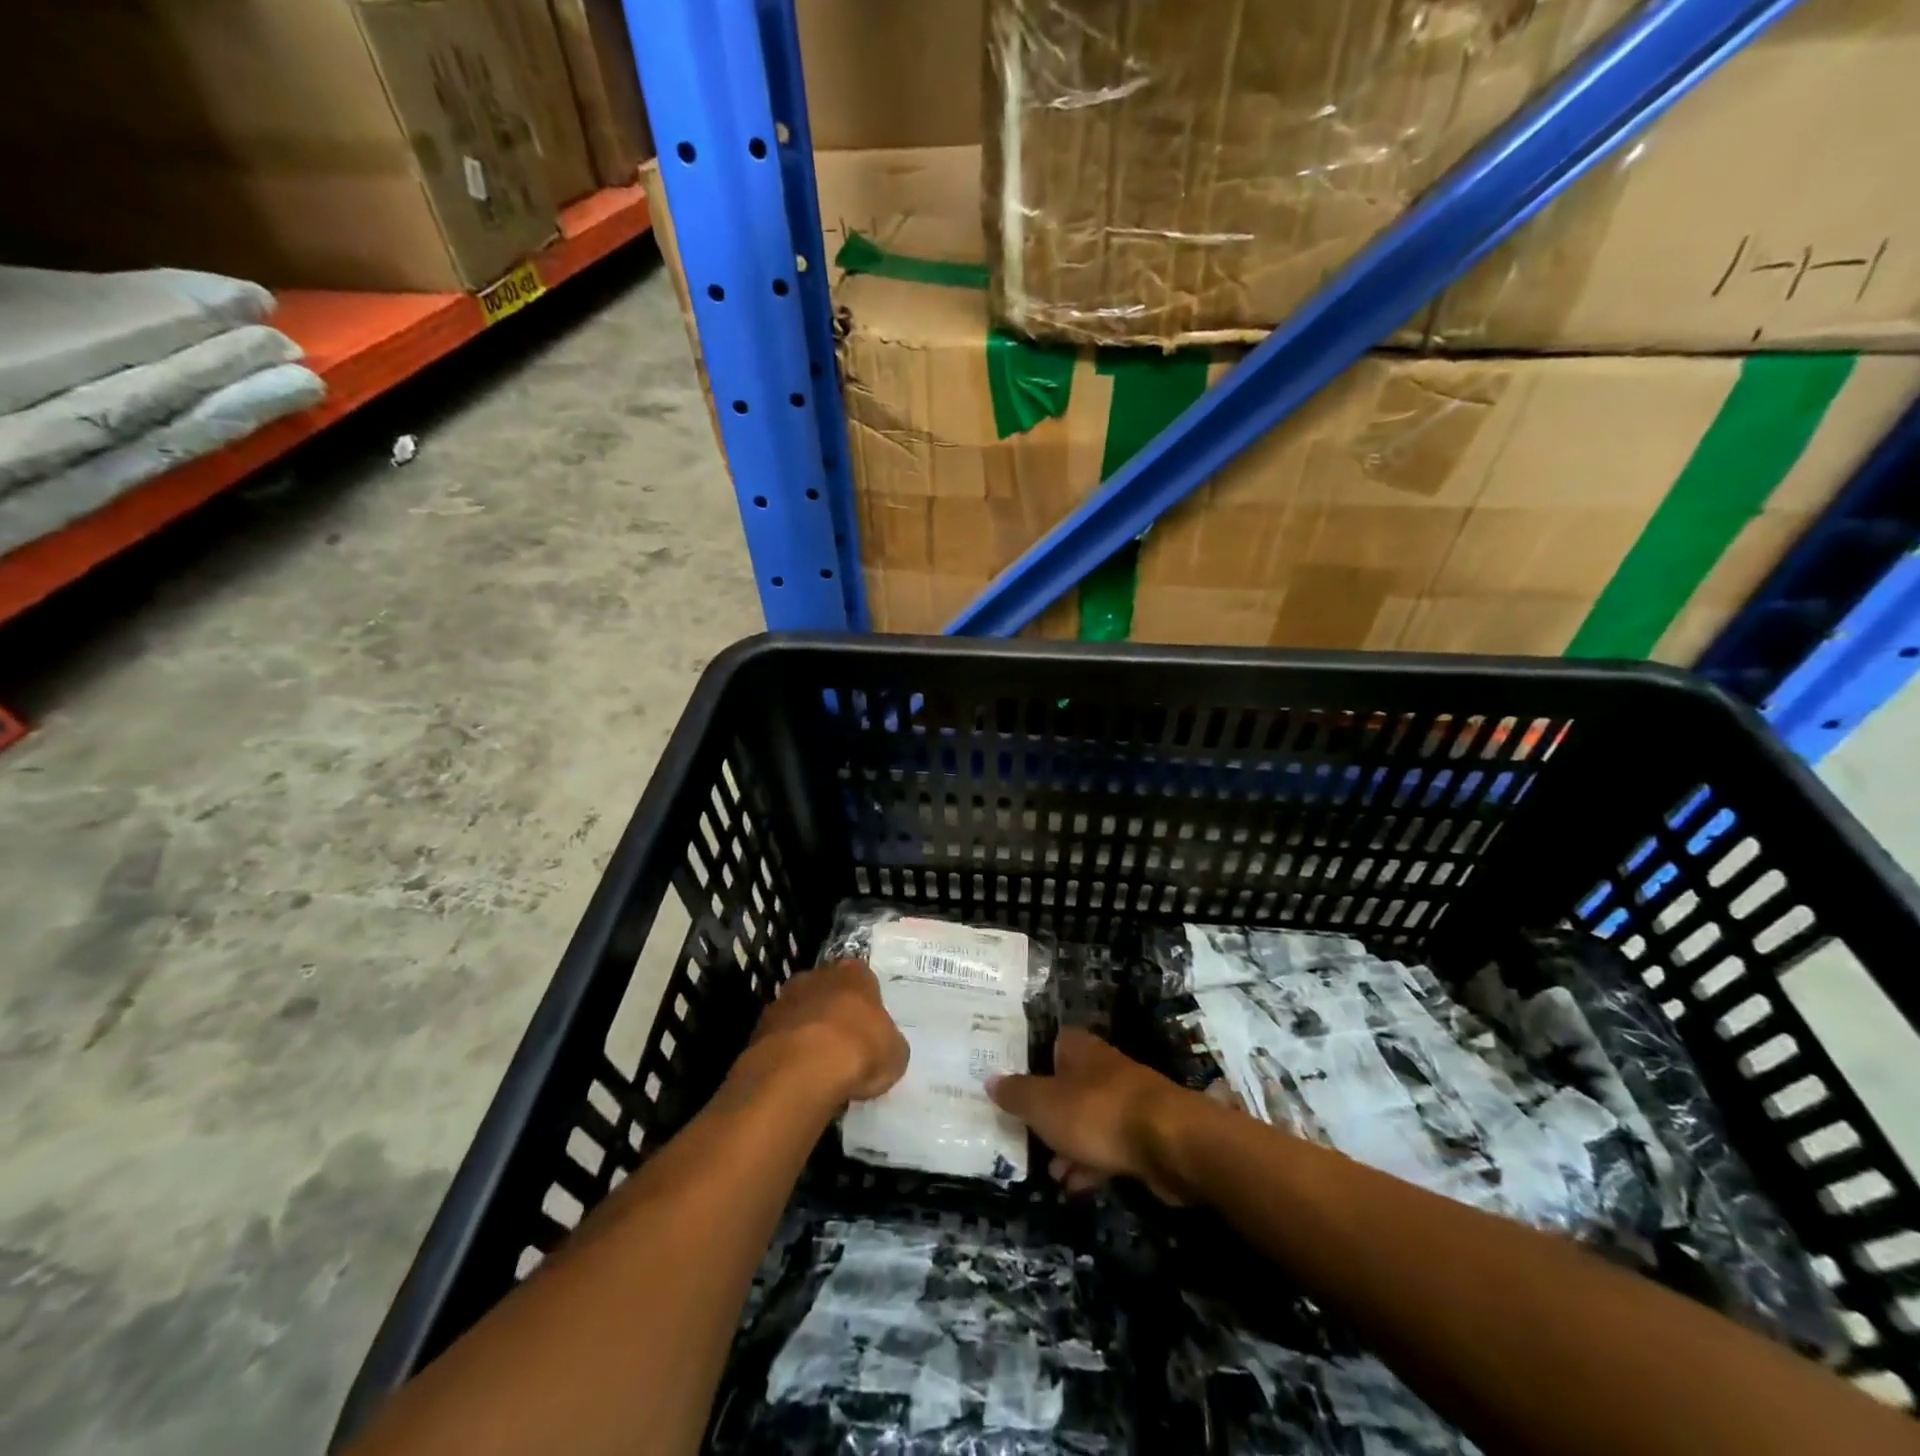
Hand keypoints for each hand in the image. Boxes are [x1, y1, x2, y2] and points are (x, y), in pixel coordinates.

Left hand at [746, 959, 908, 1104]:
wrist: (800, 1071)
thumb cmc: (858, 1051)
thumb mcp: (895, 1054)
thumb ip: (889, 1043)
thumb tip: (884, 1048)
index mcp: (854, 973)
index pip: (863, 978)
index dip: (866, 1003)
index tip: (869, 1027)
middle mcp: (816, 976)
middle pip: (828, 990)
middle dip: (833, 1011)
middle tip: (844, 1044)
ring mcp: (783, 1000)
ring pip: (800, 1012)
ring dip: (807, 1031)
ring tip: (818, 1066)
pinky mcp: (759, 1028)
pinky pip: (780, 1038)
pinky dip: (787, 1053)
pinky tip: (797, 1077)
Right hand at [988, 1028, 1199, 1202]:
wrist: (1168, 1141)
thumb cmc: (1096, 1112)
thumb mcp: (1043, 1103)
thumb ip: (1016, 1093)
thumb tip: (989, 1080)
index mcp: (1079, 1049)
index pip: (1053, 1044)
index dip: (1034, 1063)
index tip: (1015, 1086)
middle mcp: (1104, 1067)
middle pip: (1069, 1085)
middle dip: (1050, 1112)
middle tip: (1027, 1135)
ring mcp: (1127, 1100)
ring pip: (1089, 1119)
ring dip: (1070, 1144)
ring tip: (1051, 1173)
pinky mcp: (1144, 1134)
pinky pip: (1109, 1146)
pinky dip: (1092, 1164)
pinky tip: (1076, 1188)